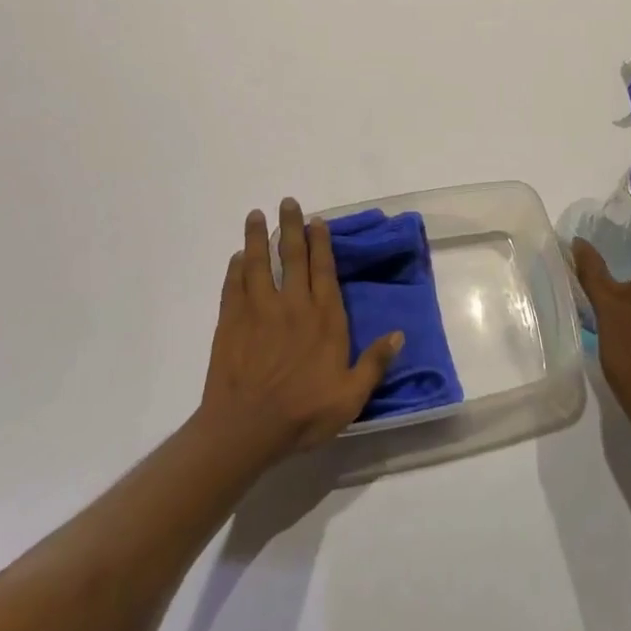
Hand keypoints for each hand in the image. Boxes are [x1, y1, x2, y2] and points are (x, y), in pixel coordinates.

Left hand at [199, 198, 403, 462]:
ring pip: (258, 264)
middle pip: (292, 258)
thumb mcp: (351, 396)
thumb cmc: (304, 413)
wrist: (246, 428)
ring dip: (257, 238)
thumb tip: (399, 334)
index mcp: (324, 319)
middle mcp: (293, 306)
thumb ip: (374, 363)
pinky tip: (236, 257)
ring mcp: (259, 311)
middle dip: (290, 227)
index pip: (323, 270)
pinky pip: (233, 287)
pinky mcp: (231, 323)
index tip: (316, 221)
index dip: (321, 243)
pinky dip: (235, 269)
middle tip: (287, 202)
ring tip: (256, 215)